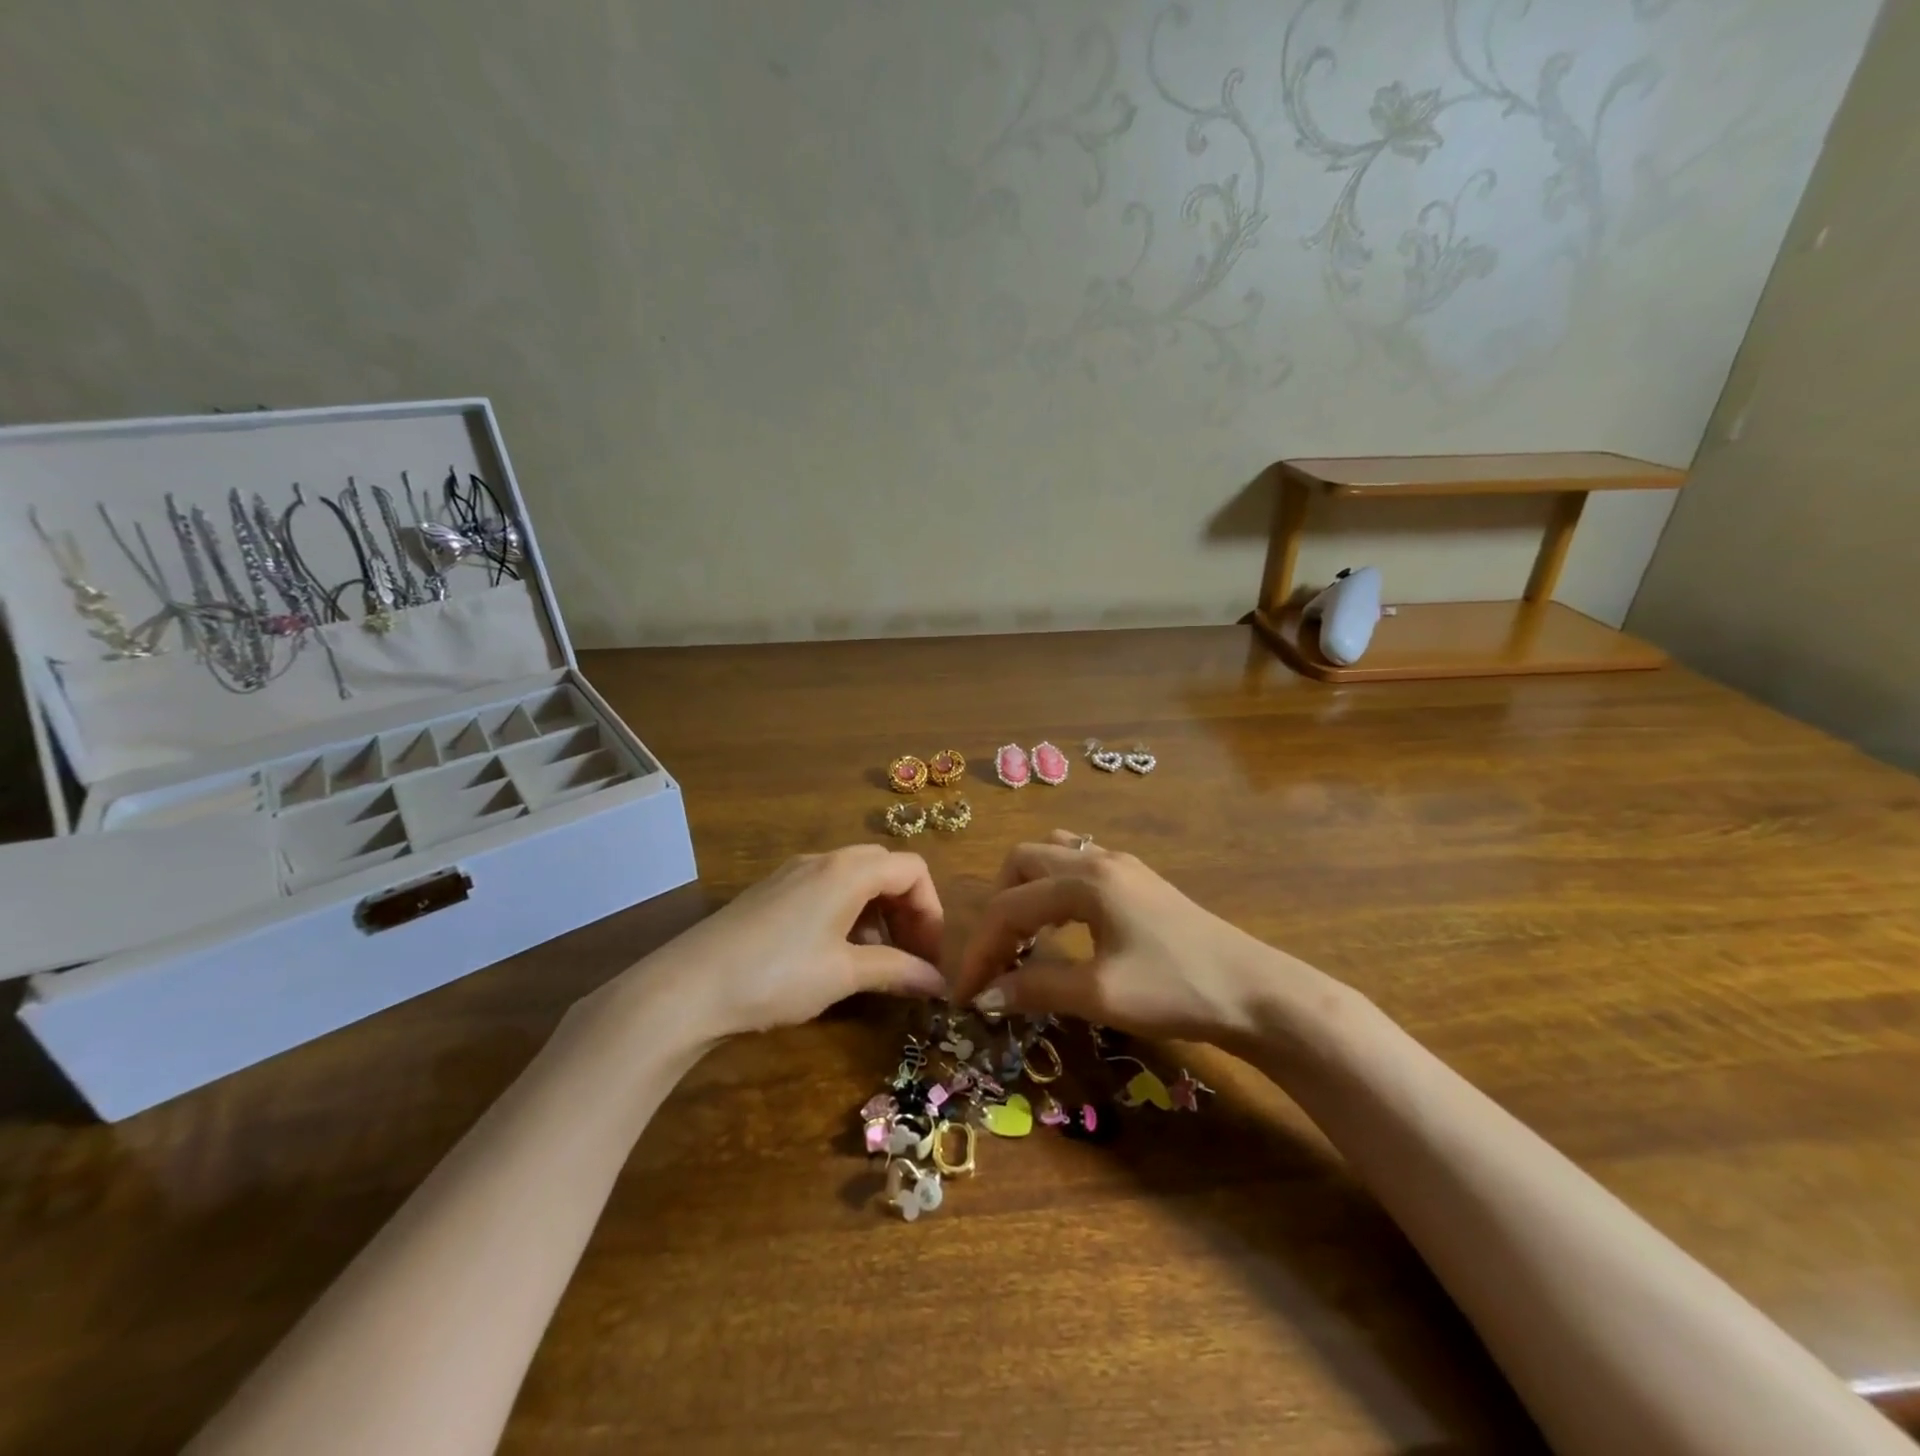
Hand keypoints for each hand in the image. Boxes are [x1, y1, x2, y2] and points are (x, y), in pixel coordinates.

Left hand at [611, 845, 948, 1044]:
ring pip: (854, 880)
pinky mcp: (771, 892)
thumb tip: (939, 983)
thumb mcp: (843, 974)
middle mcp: (823, 860)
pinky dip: (847, 915)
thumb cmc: (777, 976)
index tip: (930, 957)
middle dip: (907, 910)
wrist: (687, 988)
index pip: (912, 870)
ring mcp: (793, 874)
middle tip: (911, 956)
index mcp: (848, 870)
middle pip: (885, 869)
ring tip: (876, 963)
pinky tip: (835, 956)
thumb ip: (897, 971)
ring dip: (878, 915)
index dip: (931, 912)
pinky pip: (826, 890)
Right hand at [947, 830, 1314, 1048]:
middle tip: (997, 957)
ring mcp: (1122, 865)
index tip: (965, 993)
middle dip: (999, 908)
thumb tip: (987, 995)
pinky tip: (1064, 928)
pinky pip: (1078, 866)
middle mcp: (1098, 859)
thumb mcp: (1099, 995)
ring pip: (1052, 856)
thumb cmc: (1176, 990)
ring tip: (1025, 939)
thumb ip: (1036, 989)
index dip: (980, 950)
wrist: (1254, 991)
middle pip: (1023, 862)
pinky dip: (1054, 891)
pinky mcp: (1139, 880)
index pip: (1009, 907)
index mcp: (1084, 880)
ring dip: (1026, 891)